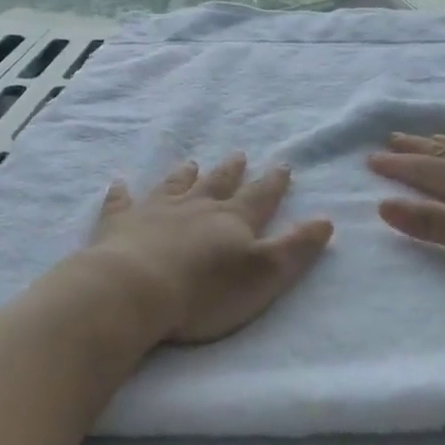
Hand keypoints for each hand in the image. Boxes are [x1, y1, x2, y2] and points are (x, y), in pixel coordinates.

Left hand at [85, 155, 334, 343]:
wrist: (136, 289)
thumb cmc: (206, 290)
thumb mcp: (265, 274)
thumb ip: (295, 248)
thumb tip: (325, 220)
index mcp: (232, 220)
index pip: (259, 196)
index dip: (273, 183)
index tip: (283, 165)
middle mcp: (195, 207)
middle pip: (217, 184)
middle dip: (231, 171)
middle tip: (238, 155)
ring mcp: (154, 211)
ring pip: (174, 186)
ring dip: (184, 175)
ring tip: (191, 163)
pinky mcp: (119, 224)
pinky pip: (121, 202)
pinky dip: (121, 193)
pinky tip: (119, 183)